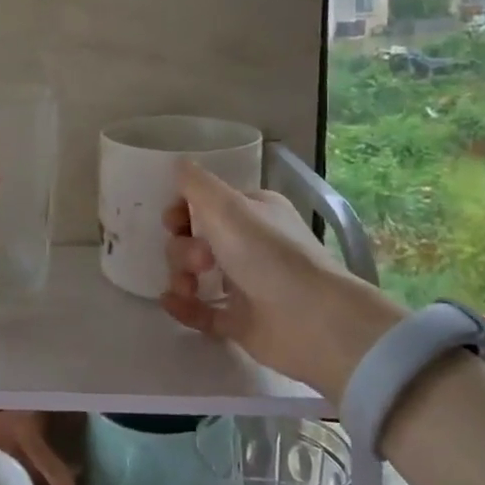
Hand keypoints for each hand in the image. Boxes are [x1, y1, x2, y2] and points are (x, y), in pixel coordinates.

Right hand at [160, 161, 405, 396]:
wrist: (312, 320)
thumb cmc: (268, 253)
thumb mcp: (226, 206)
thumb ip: (196, 183)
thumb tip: (178, 163)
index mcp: (252, 213)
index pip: (205, 205)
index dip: (181, 212)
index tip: (173, 223)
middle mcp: (249, 245)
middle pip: (195, 240)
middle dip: (184, 249)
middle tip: (201, 260)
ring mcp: (245, 285)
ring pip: (196, 276)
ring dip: (180, 277)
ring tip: (188, 289)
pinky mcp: (241, 321)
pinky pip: (202, 312)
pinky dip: (184, 307)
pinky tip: (172, 303)